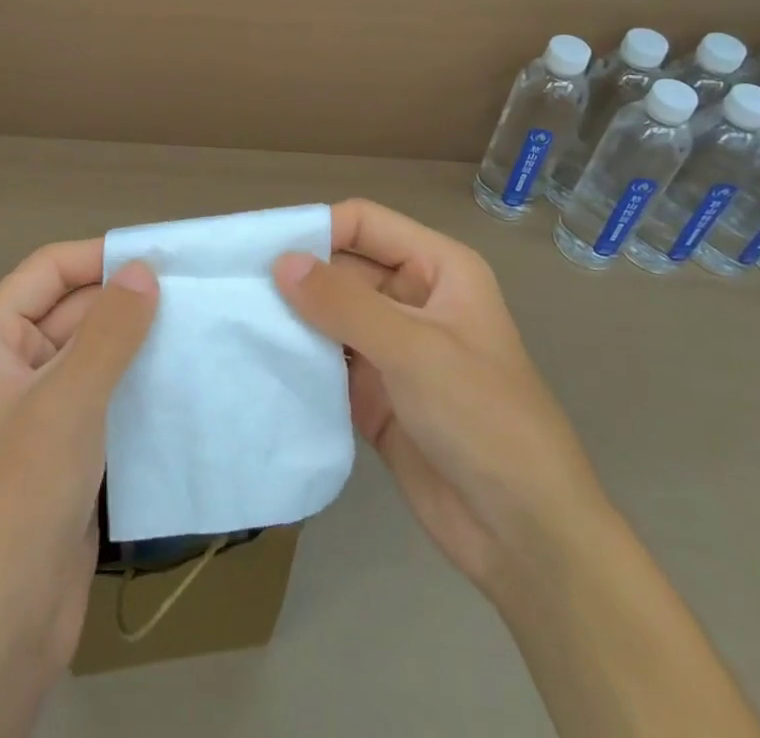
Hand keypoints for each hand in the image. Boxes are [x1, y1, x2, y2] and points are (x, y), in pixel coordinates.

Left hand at [0, 242, 156, 737]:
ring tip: (200, 325)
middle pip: (72, 309)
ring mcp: (35, 407)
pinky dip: (137, 381)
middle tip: (196, 290)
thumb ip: (109, 330)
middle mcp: (7, 363)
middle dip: (126, 300)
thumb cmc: (18, 500)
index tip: (164, 254)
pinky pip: (102, 392)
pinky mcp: (62, 445)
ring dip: (137, 341)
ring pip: (92, 352)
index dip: (102, 257)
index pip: (49, 270)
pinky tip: (184, 375)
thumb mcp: (67, 403)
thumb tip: (145, 268)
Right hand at [273, 199, 605, 602]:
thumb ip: (344, 303)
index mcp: (437, 268)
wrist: (524, 535)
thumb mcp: (414, 351)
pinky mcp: (374, 392)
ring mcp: (392, 347)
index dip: (316, 229)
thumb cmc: (482, 419)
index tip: (261, 248)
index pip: (364, 224)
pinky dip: (299, 358)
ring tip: (235, 318)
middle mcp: (411, 298)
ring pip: (330, 314)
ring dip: (292, 317)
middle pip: (342, 267)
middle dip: (296, 275)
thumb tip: (280, 262)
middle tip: (235, 285)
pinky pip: (327, 360)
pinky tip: (257, 360)